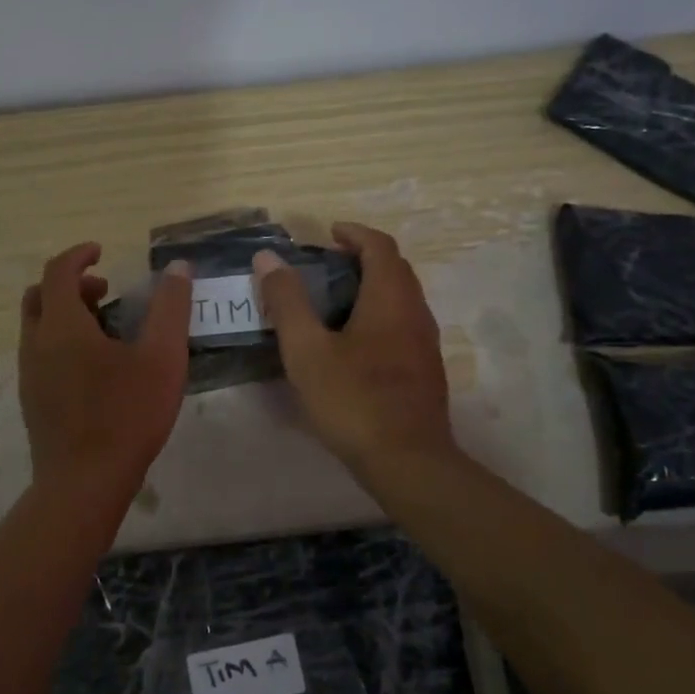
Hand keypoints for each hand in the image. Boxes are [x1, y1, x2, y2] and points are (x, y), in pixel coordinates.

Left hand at [18, 243, 193, 498]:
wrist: (83, 483)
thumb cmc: (126, 415)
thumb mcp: (162, 358)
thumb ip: (171, 308)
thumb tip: (178, 268)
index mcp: (62, 326)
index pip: (58, 272)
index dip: (79, 256)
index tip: (101, 252)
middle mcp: (36, 344)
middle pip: (39, 296)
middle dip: (69, 284)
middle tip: (105, 291)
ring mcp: (29, 375)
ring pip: (38, 328)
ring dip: (65, 314)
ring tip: (106, 329)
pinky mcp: (32, 401)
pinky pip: (40, 354)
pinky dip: (61, 341)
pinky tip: (95, 368)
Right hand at [253, 222, 457, 478]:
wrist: (408, 460)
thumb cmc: (353, 400)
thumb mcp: (307, 350)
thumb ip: (287, 302)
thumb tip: (269, 258)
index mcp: (390, 299)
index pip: (380, 246)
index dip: (355, 233)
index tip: (329, 233)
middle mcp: (416, 313)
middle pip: (395, 270)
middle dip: (363, 258)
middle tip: (327, 264)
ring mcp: (425, 344)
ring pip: (402, 299)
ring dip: (373, 287)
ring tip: (335, 301)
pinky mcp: (425, 371)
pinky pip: (403, 325)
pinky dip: (380, 315)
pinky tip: (354, 343)